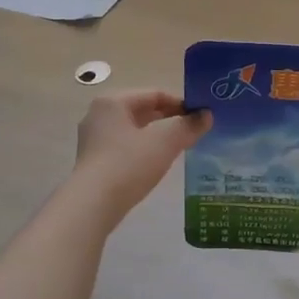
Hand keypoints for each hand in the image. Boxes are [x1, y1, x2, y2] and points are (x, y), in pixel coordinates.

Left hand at [71, 89, 210, 222]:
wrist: (92, 205)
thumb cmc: (128, 164)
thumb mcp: (164, 143)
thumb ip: (188, 126)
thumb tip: (207, 115)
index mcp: (113, 102)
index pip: (155, 94)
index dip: (181, 103)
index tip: (201, 116)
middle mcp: (99, 114)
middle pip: (142, 110)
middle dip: (170, 118)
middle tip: (194, 130)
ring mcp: (93, 138)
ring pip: (134, 129)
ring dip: (157, 135)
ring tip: (180, 146)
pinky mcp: (93, 160)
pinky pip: (125, 146)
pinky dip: (143, 149)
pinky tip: (157, 163)